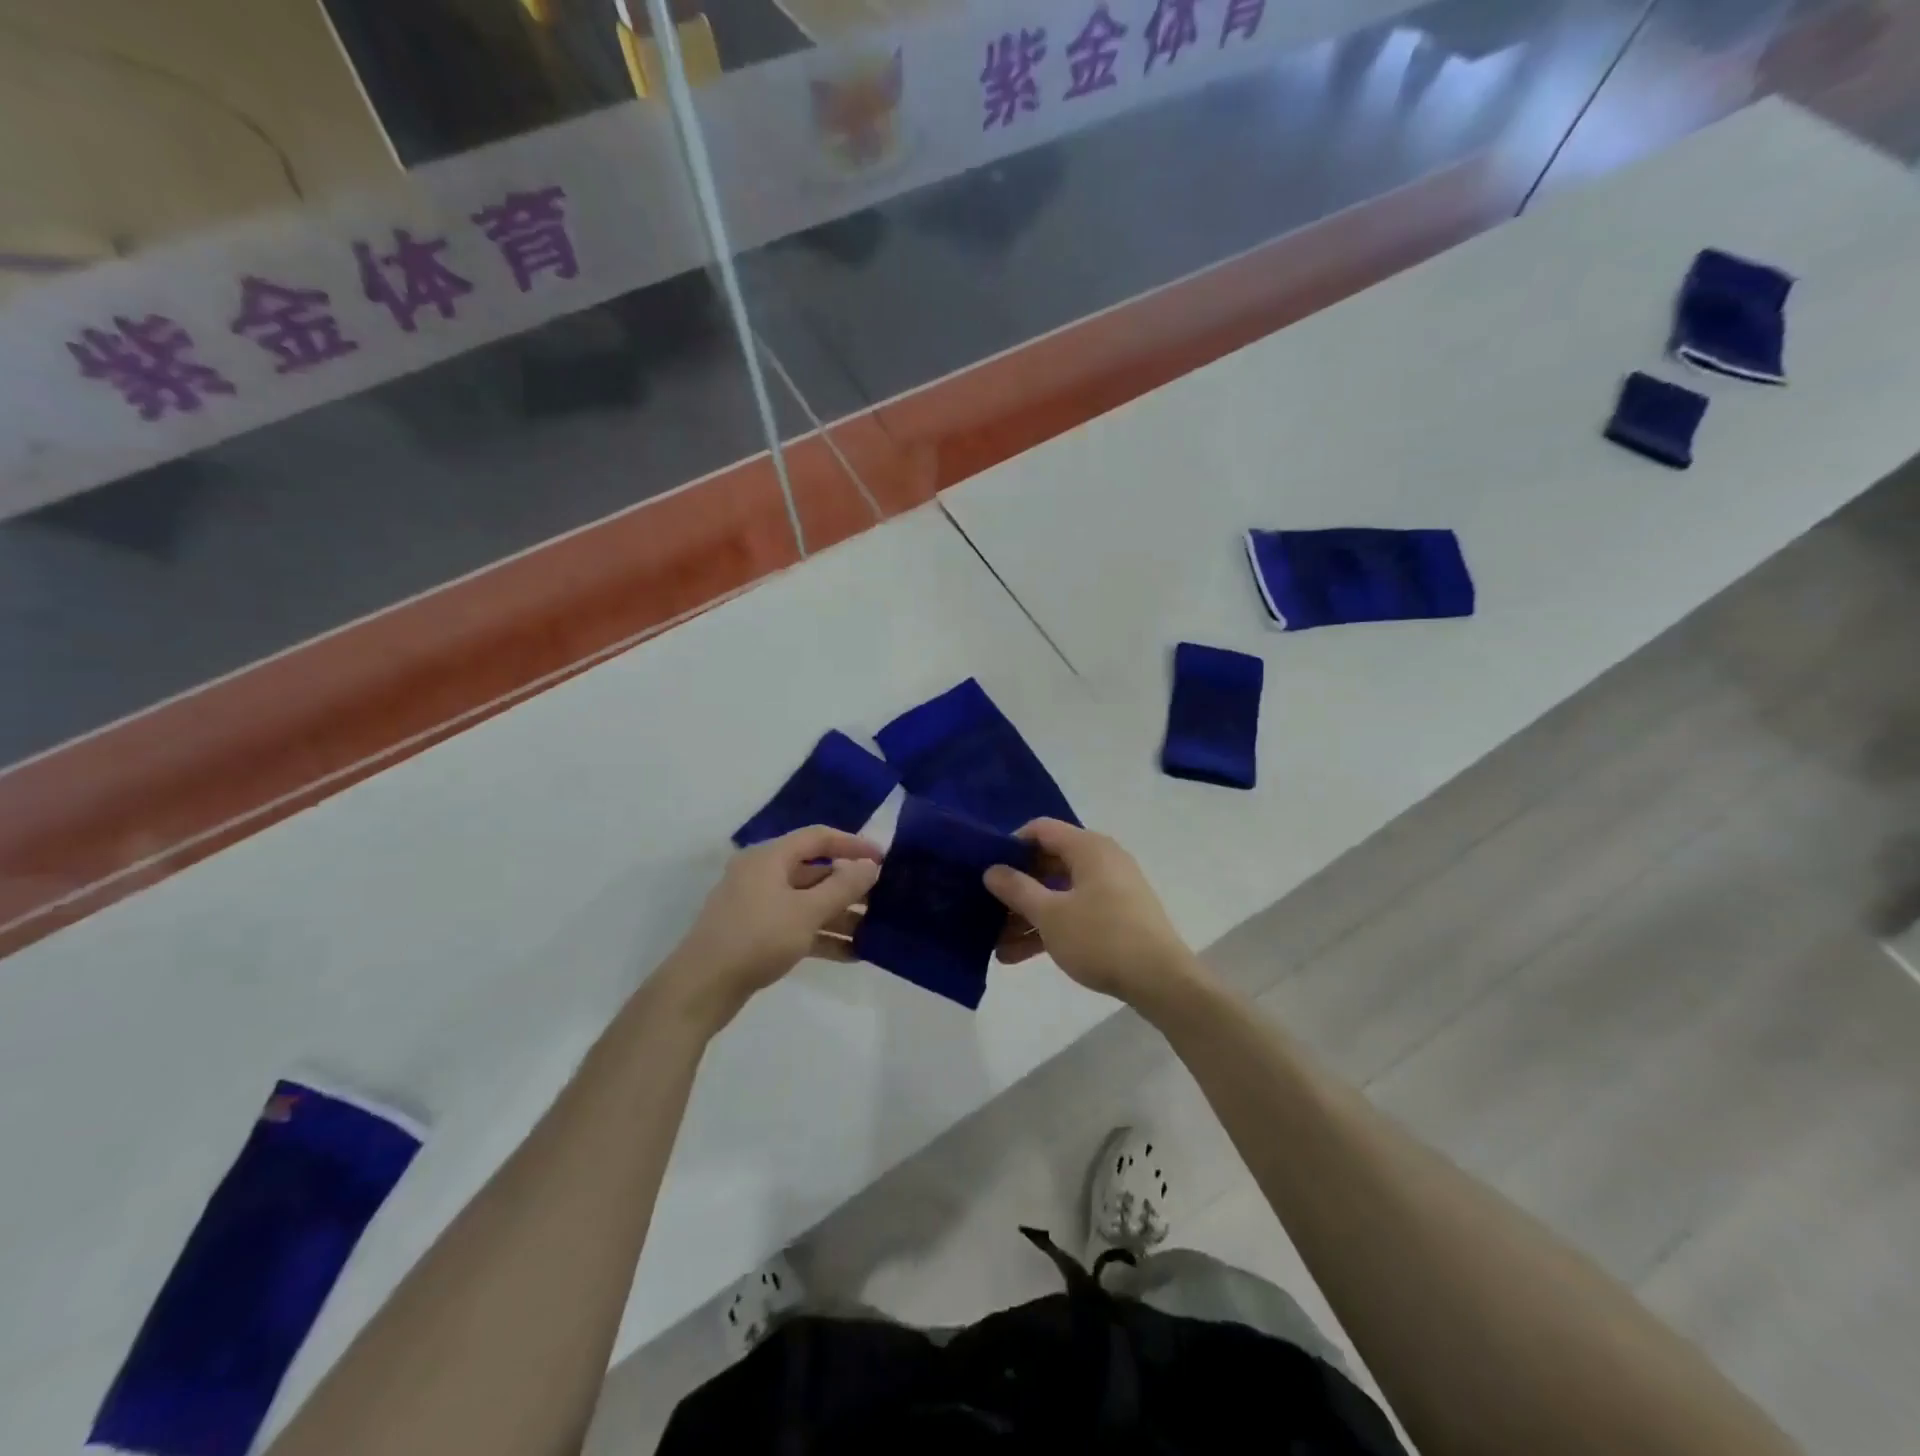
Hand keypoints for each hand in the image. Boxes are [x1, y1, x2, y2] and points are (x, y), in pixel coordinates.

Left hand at [660, 826, 881, 1028]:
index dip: (852, 844)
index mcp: (769, 857)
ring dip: (839, 915)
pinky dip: (821, 936)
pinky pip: (796, 925)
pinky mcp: (755, 934)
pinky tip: (851, 954)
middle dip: (849, 886)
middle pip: (814, 871)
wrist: (701, 989)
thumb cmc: (756, 938)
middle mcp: (762, 874)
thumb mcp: (806, 912)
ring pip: (807, 902)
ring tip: (873, 931)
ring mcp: (757, 905)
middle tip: (883, 899)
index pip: (818, 838)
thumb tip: (869, 866)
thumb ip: (842, 887)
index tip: (883, 859)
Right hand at [983, 819, 1206, 1008]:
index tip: (988, 869)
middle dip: (1016, 887)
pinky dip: (1050, 927)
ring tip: (997, 943)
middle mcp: (1102, 860)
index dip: (1011, 845)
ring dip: (1029, 914)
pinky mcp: (1117, 916)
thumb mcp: (1050, 915)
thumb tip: (992, 870)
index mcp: (1088, 848)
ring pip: (1060, 892)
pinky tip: (1018, 955)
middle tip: (987, 908)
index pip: (1041, 829)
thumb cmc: (1101, 938)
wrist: (1161, 980)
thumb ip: (1017, 889)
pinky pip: (1075, 912)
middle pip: (1048, 862)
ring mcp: (1112, 889)